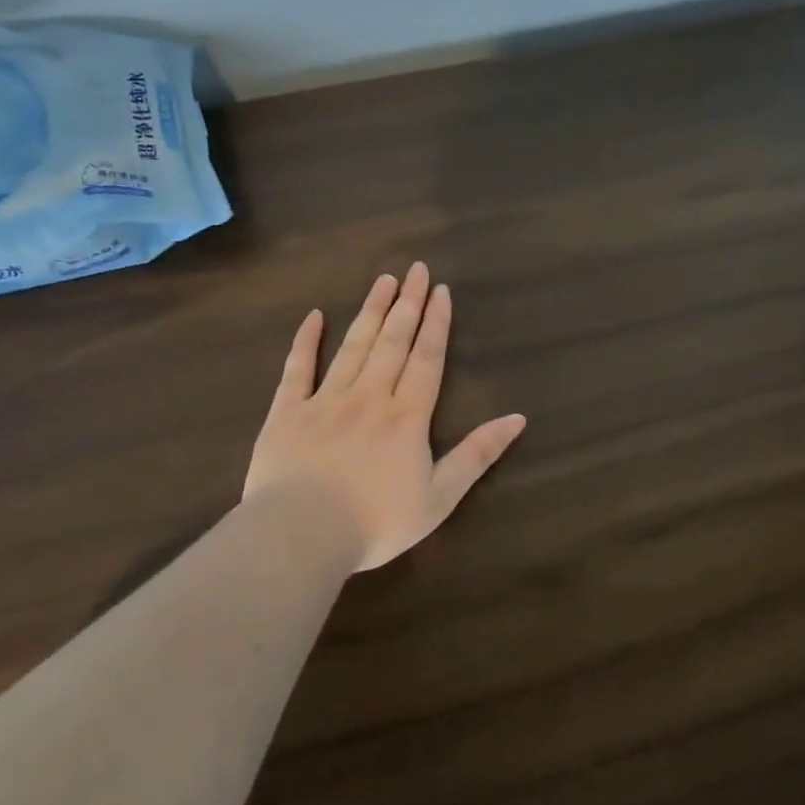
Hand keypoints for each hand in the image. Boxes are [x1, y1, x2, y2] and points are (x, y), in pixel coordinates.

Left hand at [244, 262, 526, 571]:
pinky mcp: (287, 413)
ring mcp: (325, 400)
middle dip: (407, 304)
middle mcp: (369, 397)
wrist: (301, 535)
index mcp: (407, 416)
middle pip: (392, 342)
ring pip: (353, 346)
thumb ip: (477, 455)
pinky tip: (315, 317)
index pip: (426, 359)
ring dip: (370, 311)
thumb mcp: (440, 497)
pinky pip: (297, 369)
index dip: (436, 324)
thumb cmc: (377, 522)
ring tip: (383, 280)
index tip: (441, 291)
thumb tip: (517, 419)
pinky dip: (306, 341)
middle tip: (415, 269)